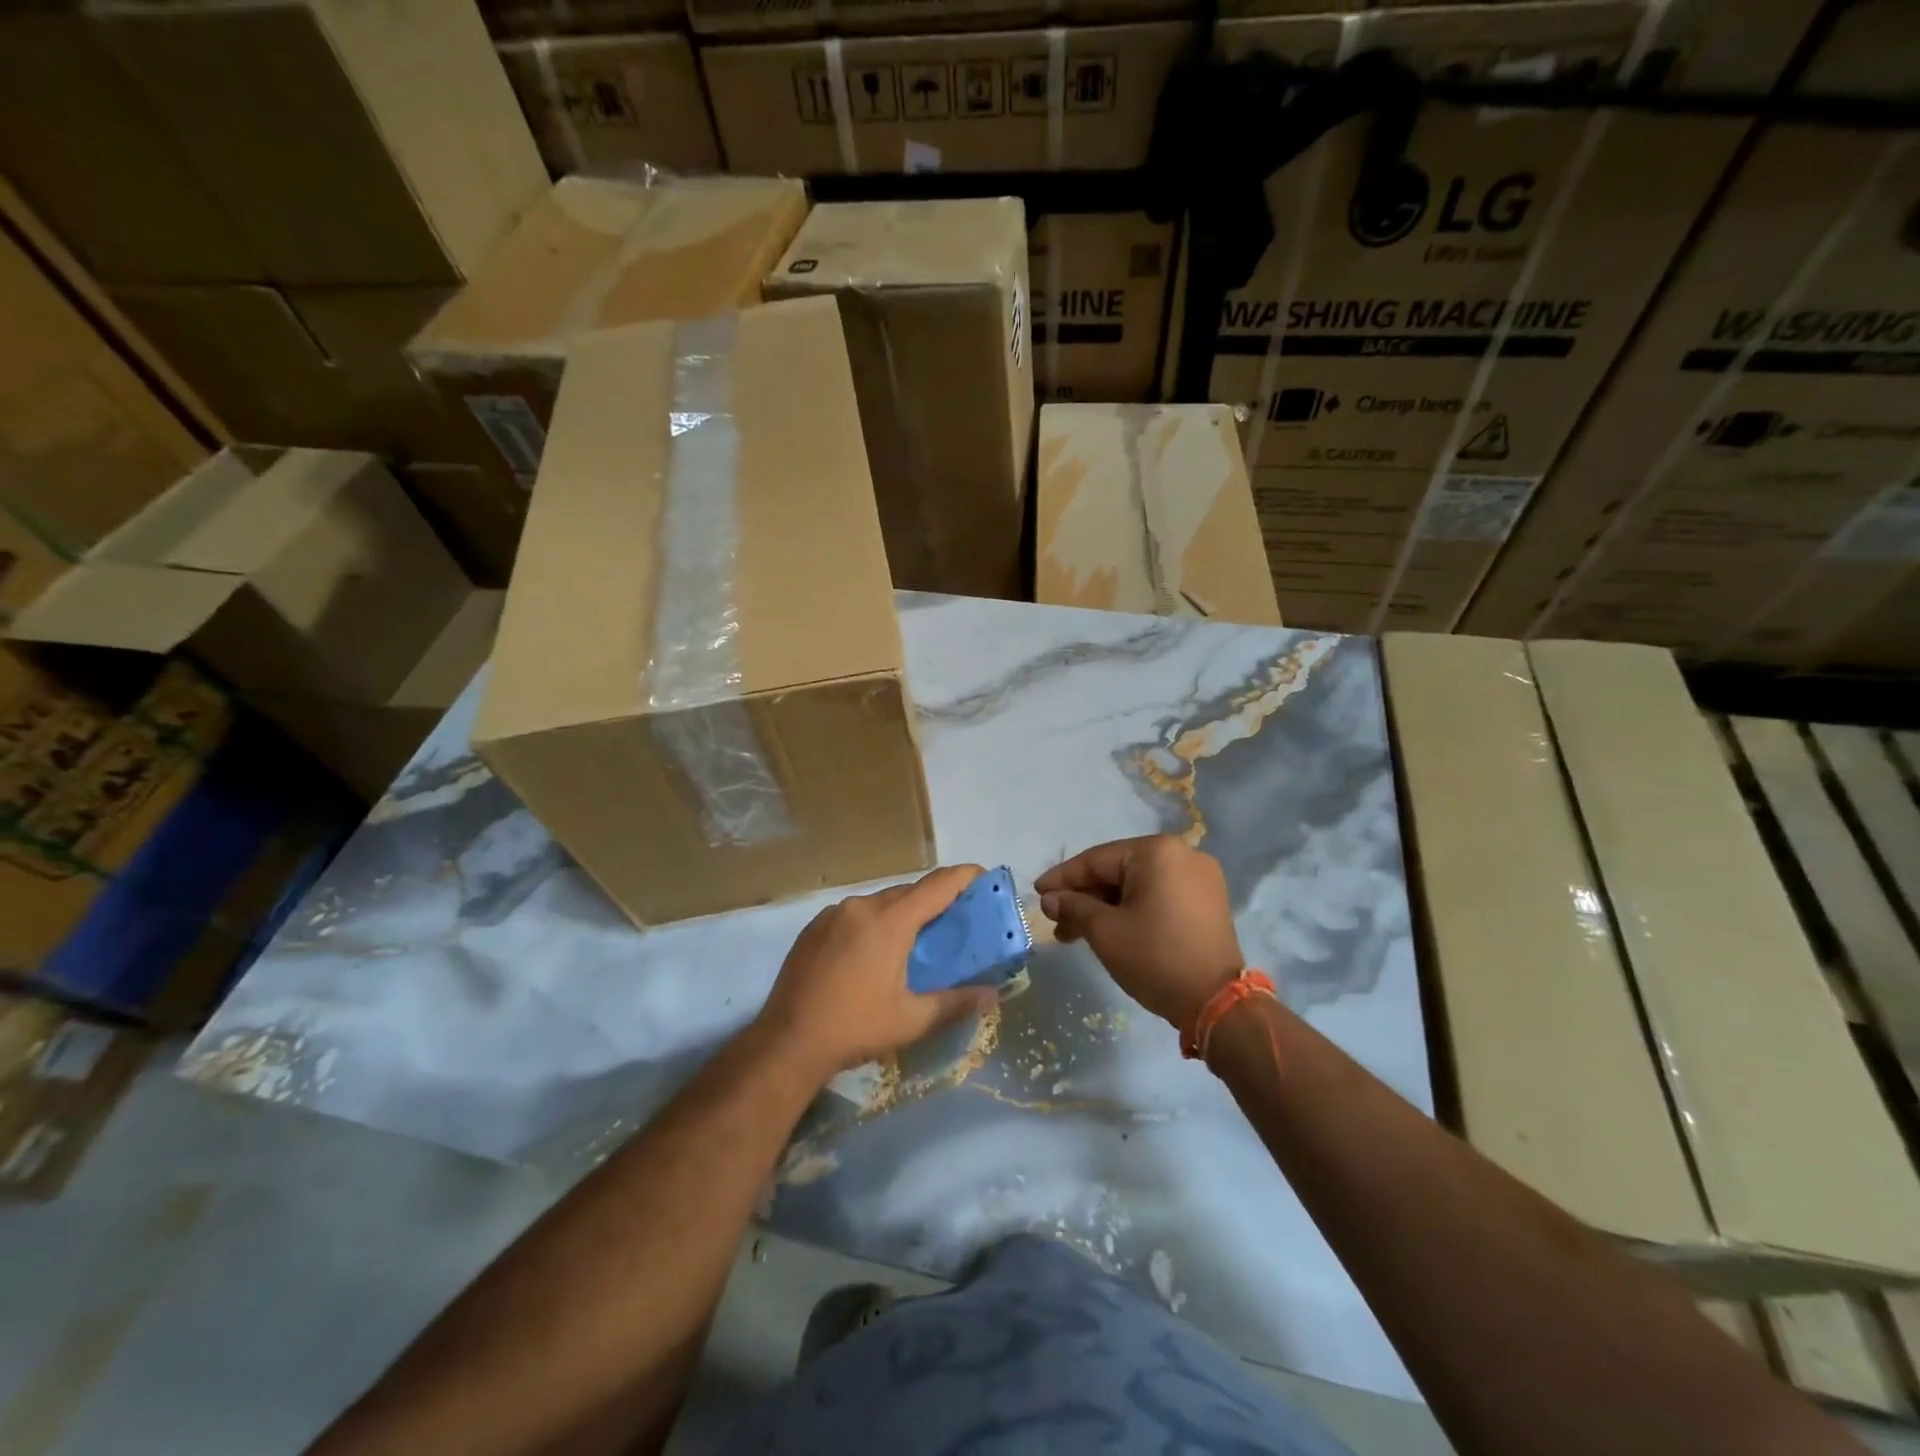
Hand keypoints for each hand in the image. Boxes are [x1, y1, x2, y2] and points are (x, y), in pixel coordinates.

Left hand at [756, 865, 997, 1084]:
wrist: (786, 1042)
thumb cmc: (854, 1028)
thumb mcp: (911, 1020)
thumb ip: (956, 1002)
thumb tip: (993, 995)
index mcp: (889, 921)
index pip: (937, 885)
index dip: (965, 877)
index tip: (985, 878)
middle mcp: (861, 905)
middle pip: (909, 892)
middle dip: (935, 900)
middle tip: (956, 920)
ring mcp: (833, 913)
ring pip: (880, 902)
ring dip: (902, 913)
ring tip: (917, 940)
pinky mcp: (814, 926)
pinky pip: (855, 913)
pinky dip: (874, 923)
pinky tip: (875, 952)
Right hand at [1037, 836, 1246, 1029]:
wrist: (1217, 1003)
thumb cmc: (1155, 958)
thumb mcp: (1105, 931)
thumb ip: (1074, 907)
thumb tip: (1051, 899)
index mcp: (1157, 852)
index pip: (1097, 860)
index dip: (1063, 878)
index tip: (1037, 892)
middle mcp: (1182, 855)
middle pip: (1118, 872)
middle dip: (1084, 897)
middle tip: (1055, 921)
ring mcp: (1199, 878)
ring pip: (1137, 886)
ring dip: (1105, 907)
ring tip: (1075, 934)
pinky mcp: (1207, 902)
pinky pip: (1158, 896)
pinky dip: (1131, 910)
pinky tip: (1108, 930)